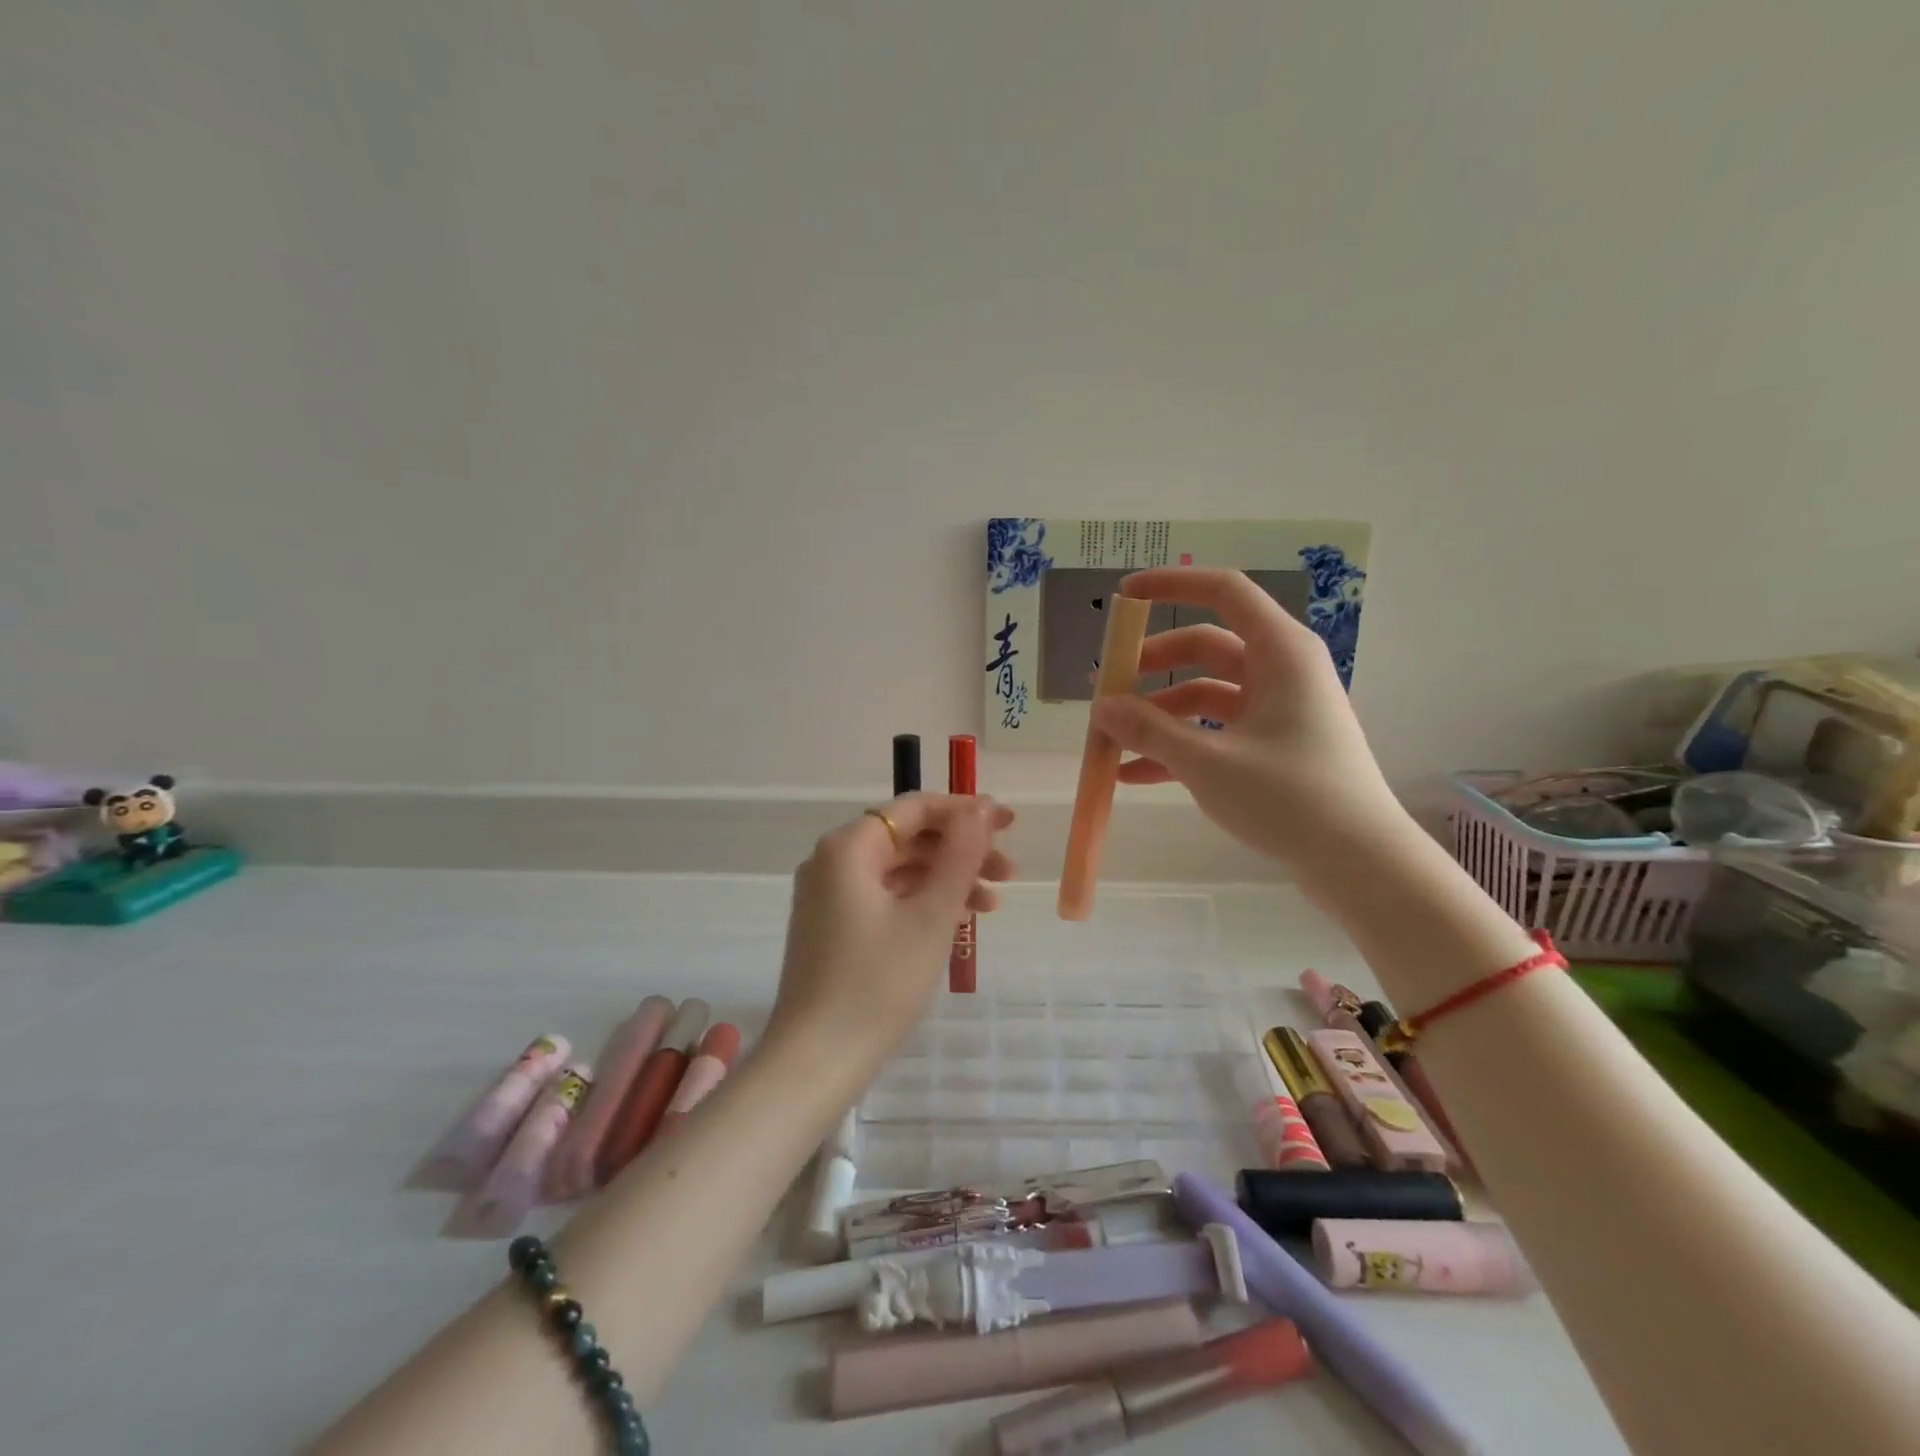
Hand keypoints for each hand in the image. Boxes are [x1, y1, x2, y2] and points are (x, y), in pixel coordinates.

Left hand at [770, 794, 1015, 1067]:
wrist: (816, 1062)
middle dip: (960, 850)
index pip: (915, 808)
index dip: (966, 811)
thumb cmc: (878, 984)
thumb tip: (982, 808)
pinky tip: (957, 921)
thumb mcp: (931, 915)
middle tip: (1008, 873)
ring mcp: (828, 895)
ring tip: (992, 904)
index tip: (1009, 825)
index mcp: (848, 847)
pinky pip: (885, 896)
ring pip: (899, 869)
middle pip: (907, 837)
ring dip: (946, 879)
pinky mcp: (832, 926)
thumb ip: (960, 855)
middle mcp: (832, 861)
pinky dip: (922, 902)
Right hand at [1091, 567, 1407, 868]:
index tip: (1123, 597)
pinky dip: (1178, 746)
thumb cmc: (1288, 796)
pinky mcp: (1274, 746)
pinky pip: (1216, 731)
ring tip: (1111, 741)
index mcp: (1279, 652)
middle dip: (1151, 666)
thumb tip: (1101, 706)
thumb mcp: (1207, 761)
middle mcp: (1280, 671)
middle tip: (1106, 688)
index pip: (1223, 591)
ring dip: (1158, 715)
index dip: (1171, 586)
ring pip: (1205, 694)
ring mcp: (1278, 710)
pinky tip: (1135, 775)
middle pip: (1204, 647)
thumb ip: (1148, 729)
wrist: (1358, 862)